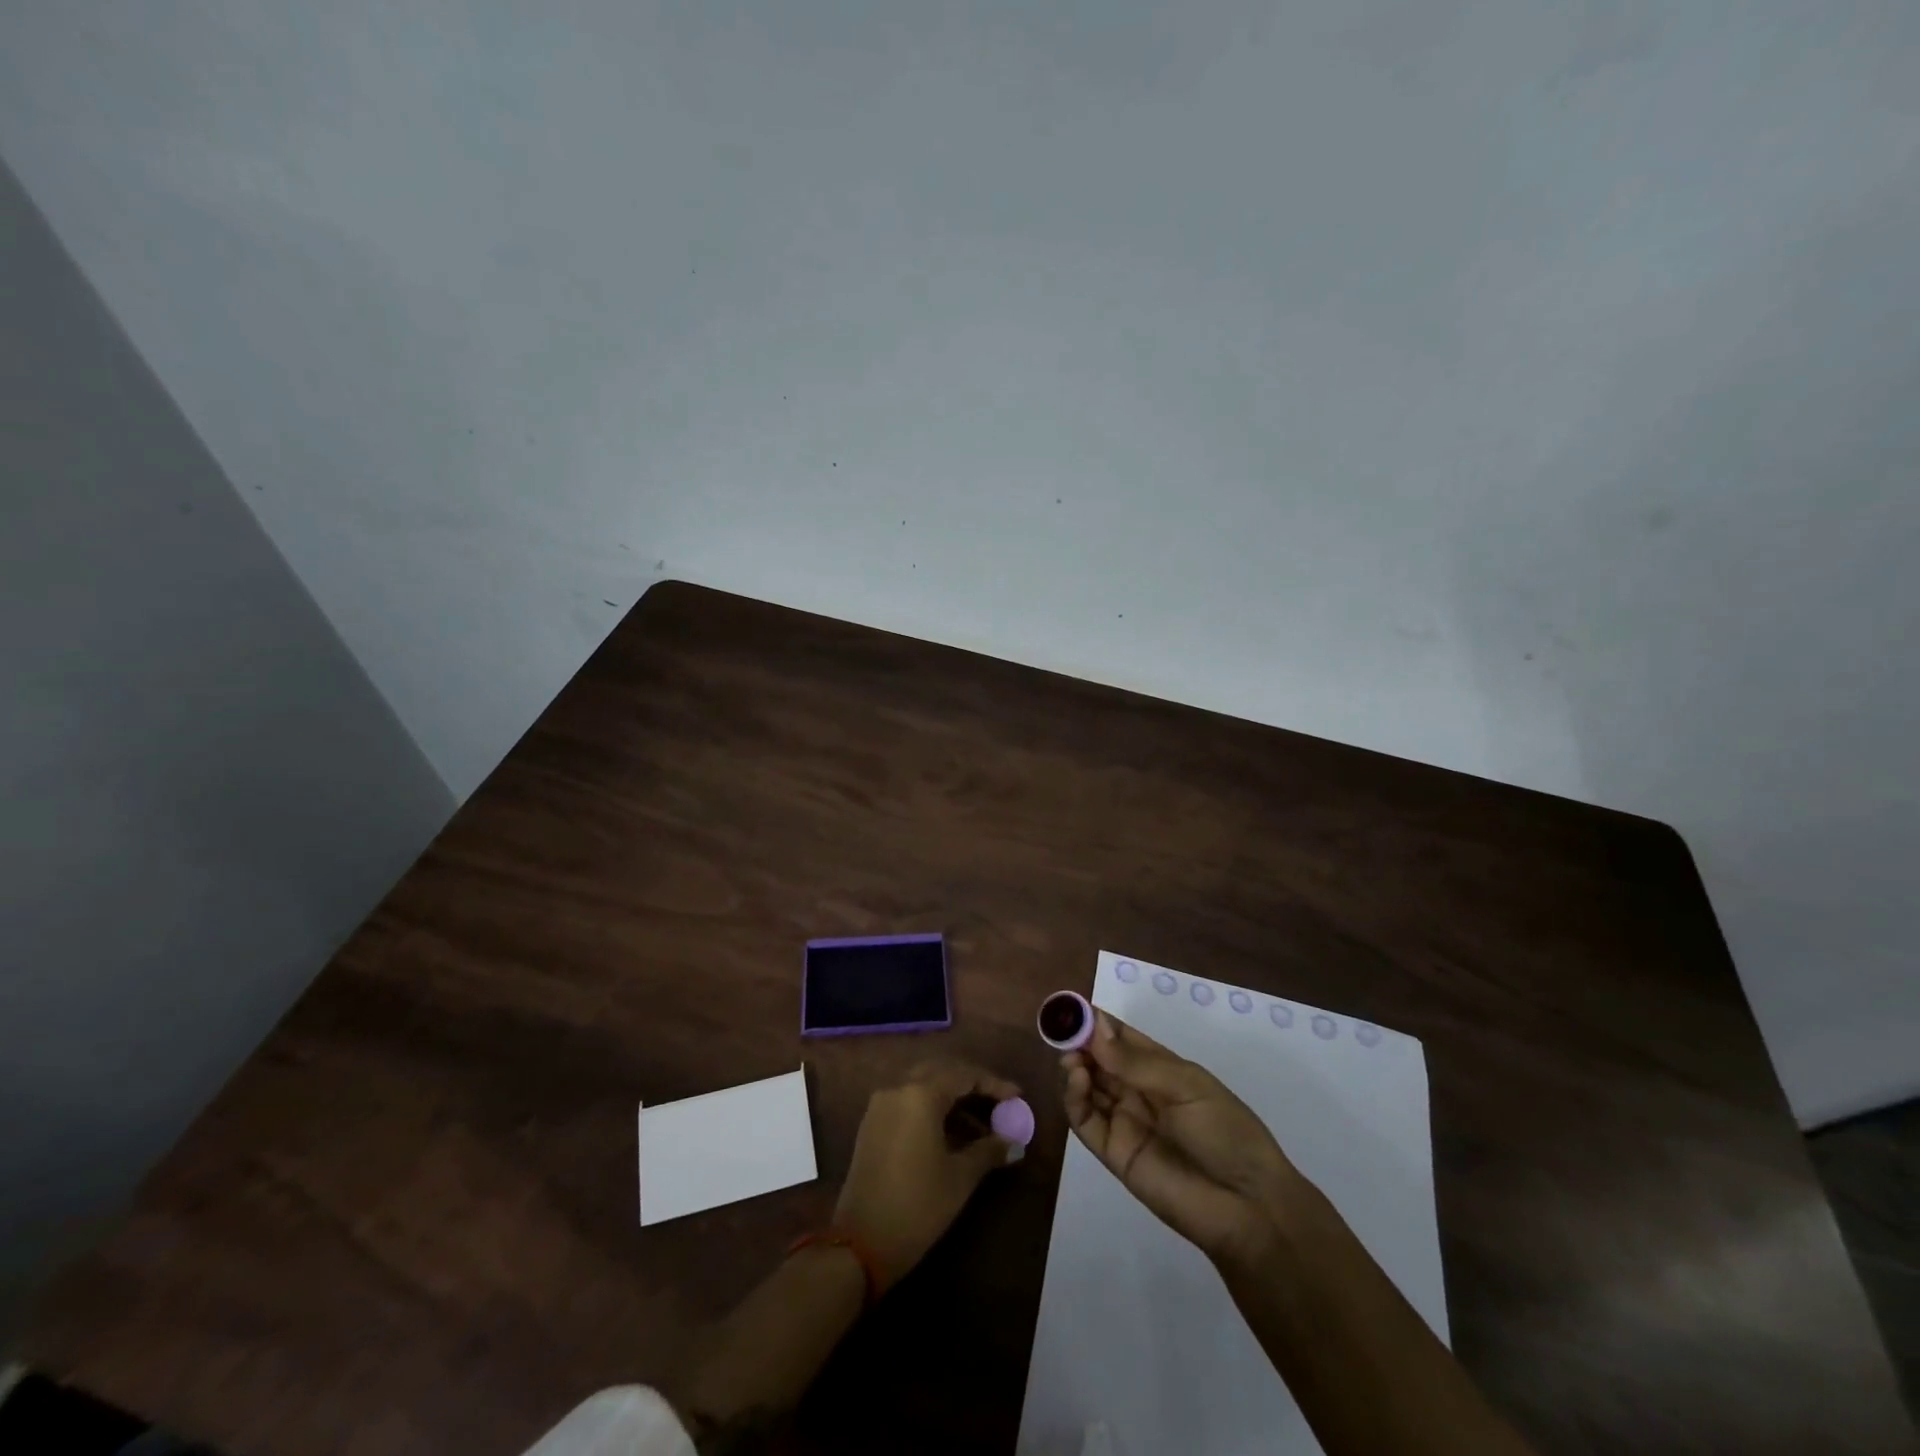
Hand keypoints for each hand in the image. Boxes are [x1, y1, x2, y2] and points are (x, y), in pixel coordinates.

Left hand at [833, 1060, 1020, 1288]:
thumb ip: (989, 1151)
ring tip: (980, 1121)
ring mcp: (881, 1104)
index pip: (964, 1075)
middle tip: (998, 1102)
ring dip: (951, 1095)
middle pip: (942, 1071)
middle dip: (972, 1083)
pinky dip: (931, 1105)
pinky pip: (907, 1099)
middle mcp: (898, 1088)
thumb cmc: (917, 1206)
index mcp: (920, 1094)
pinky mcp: (872, 1123)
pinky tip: (950, 1130)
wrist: (860, 1243)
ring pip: (922, 1083)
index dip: (994, 1084)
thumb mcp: (960, 1178)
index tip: (1018, 1096)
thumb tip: (1015, 1143)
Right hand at [1063, 1010, 1303, 1263]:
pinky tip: (1077, 1079)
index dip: (1096, 1022)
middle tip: (1063, 1031)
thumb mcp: (1187, 1086)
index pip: (1120, 1037)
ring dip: (1074, 1067)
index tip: (1071, 1007)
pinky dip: (1074, 1098)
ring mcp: (1124, 1121)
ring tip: (1071, 1058)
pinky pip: (1085, 1121)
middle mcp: (1138, 1091)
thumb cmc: (1225, 1132)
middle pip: (1098, 1060)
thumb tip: (1094, 1029)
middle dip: (1079, 1042)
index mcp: (1161, 1069)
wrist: (1247, 1207)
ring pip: (1087, 1087)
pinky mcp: (1113, 1153)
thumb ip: (1137, 1062)